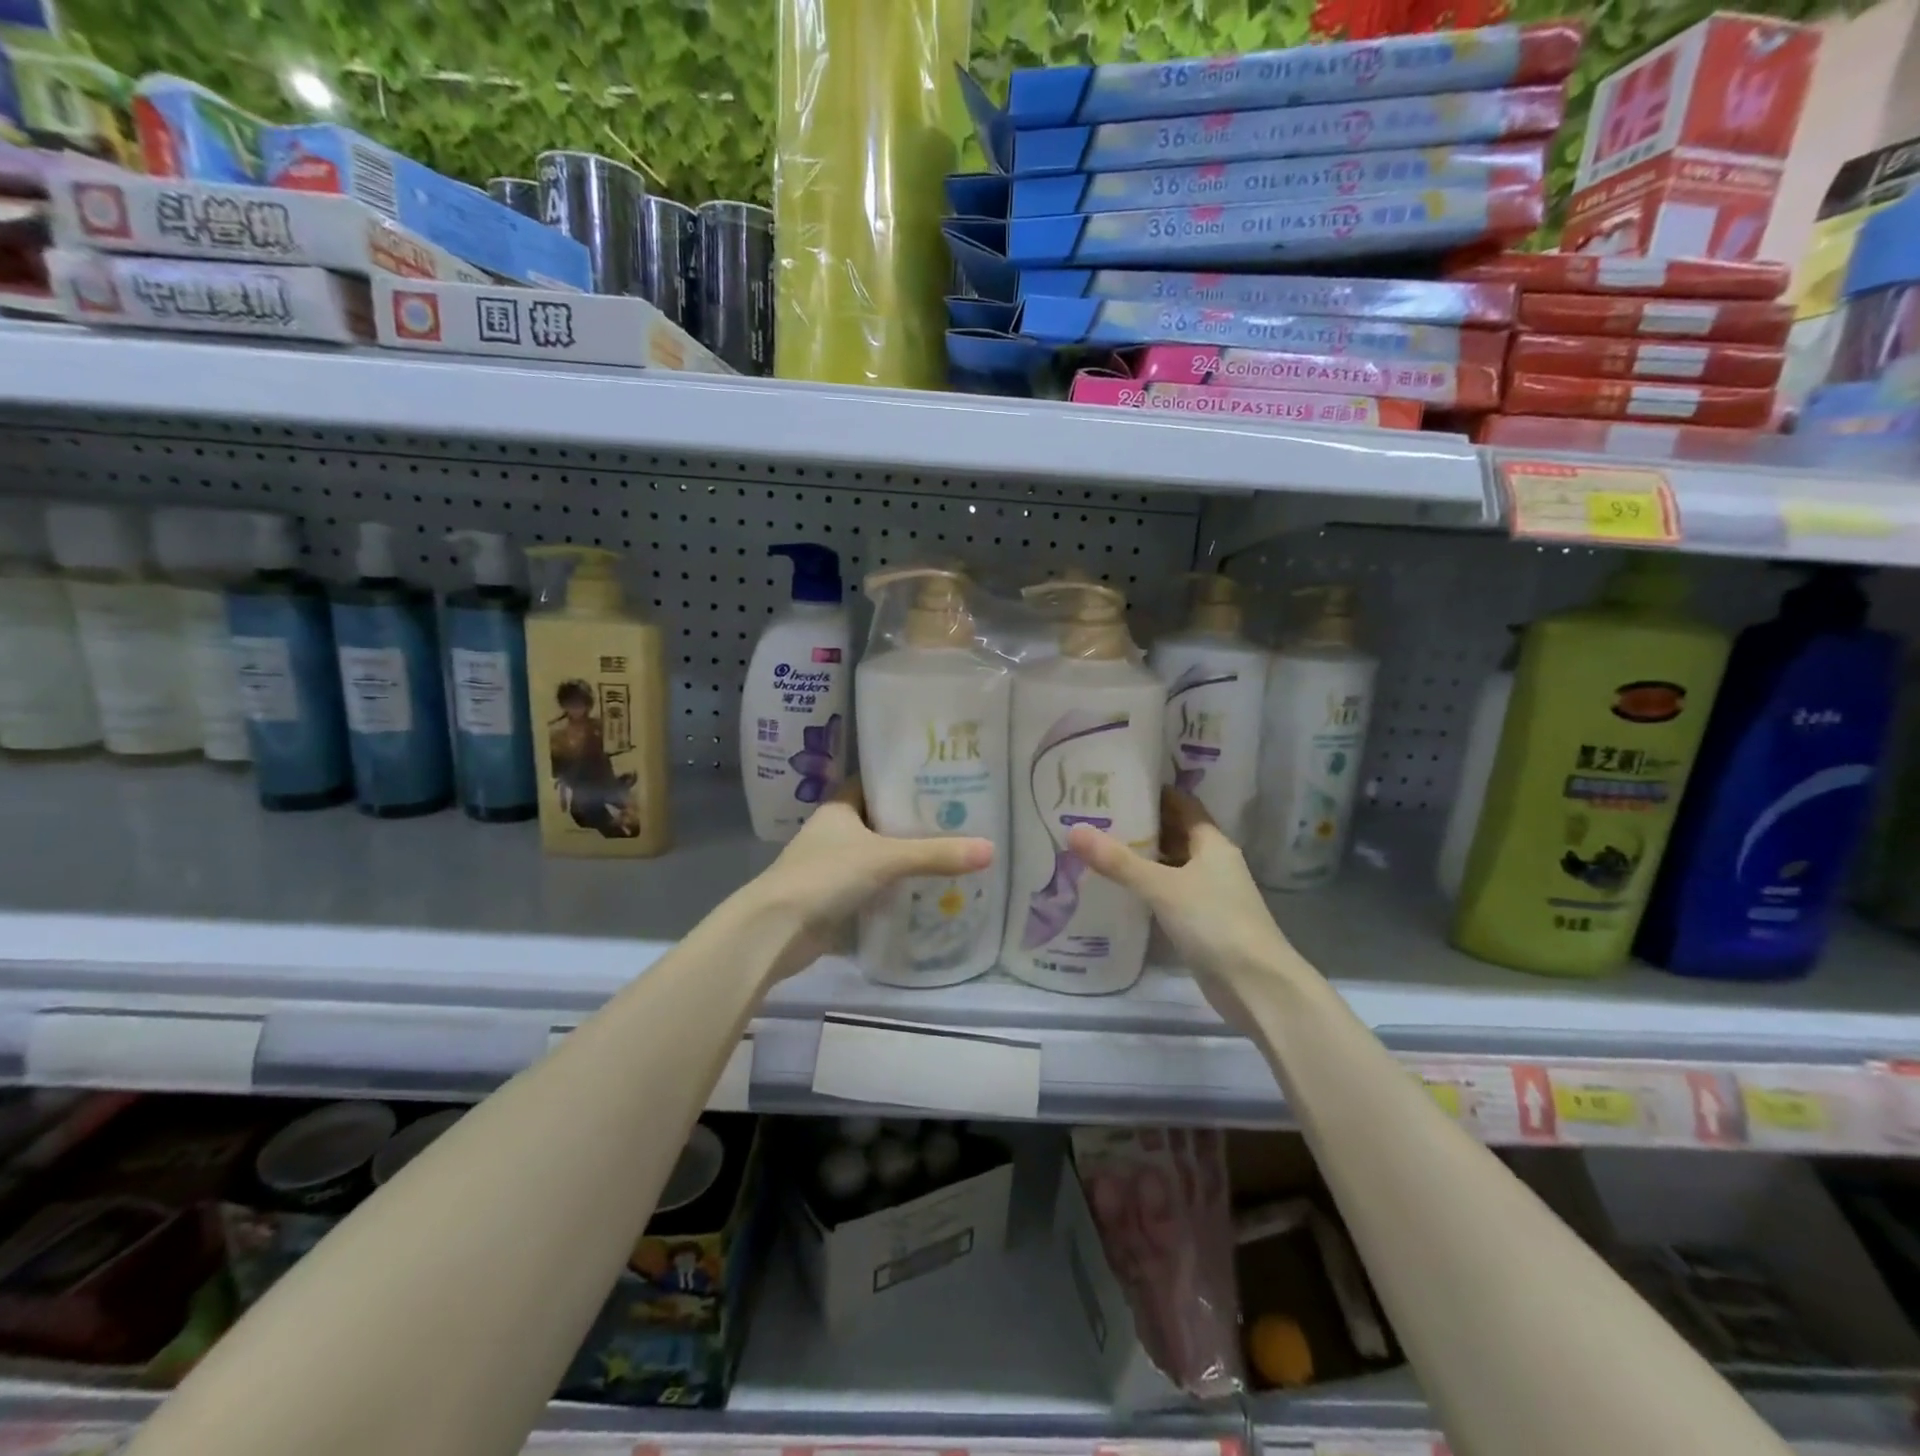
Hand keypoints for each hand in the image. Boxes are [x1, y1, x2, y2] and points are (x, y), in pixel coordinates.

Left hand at [752, 780, 994, 982]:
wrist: (776, 930)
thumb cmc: (826, 876)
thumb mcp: (886, 858)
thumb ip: (936, 854)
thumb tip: (990, 849)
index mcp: (840, 808)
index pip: (875, 783)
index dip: (904, 781)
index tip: (942, 781)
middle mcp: (835, 832)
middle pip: (881, 821)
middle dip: (914, 823)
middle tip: (959, 819)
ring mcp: (833, 867)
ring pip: (878, 855)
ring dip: (906, 858)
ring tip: (952, 852)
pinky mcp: (835, 898)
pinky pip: (873, 886)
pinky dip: (895, 888)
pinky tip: (927, 890)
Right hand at [1068, 789, 1293, 1023]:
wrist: (1256, 985)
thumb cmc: (1214, 922)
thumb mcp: (1162, 887)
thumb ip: (1118, 861)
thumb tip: (1074, 830)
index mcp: (1212, 843)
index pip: (1182, 804)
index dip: (1153, 792)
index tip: (1117, 783)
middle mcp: (1213, 862)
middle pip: (1175, 832)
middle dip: (1141, 824)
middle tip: (1097, 814)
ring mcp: (1209, 893)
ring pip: (1171, 864)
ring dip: (1143, 856)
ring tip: (1100, 845)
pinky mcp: (1202, 921)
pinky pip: (1169, 892)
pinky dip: (1147, 886)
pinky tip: (1119, 888)